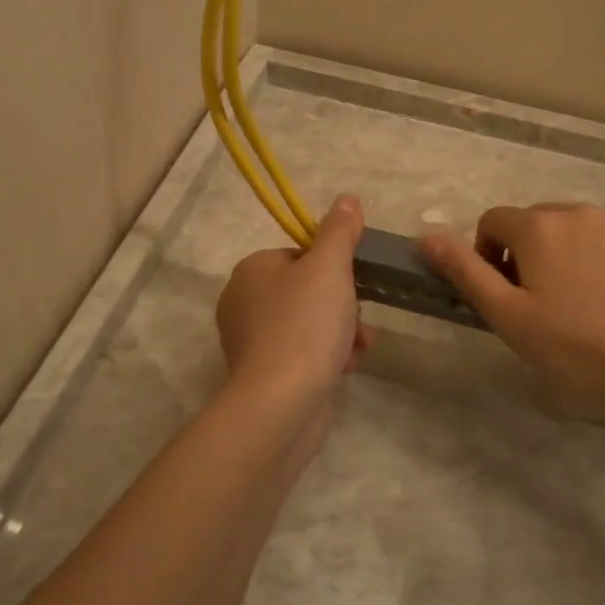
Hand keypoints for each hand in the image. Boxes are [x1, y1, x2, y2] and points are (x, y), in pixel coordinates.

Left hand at [216, 195, 374, 427]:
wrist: (282, 404)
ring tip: (360, 345)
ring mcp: (252, 343)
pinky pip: (304, 354)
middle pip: (307, 290)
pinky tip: (347, 366)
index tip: (354, 280)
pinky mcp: (265, 376)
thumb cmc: (305, 325)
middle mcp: (243, 303)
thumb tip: (347, 199)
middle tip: (359, 316)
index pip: (299, 254)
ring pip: (310, 323)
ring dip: (342, 331)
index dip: (332, 266)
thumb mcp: (329, 267)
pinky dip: (329, 356)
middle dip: (342, 303)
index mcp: (251, 271)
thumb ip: (339, 231)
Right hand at [420, 203, 604, 432]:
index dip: (488, 256)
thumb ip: (464, 270)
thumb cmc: (575, 347)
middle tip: (540, 303)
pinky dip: (602, 258)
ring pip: (574, 229)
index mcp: (538, 226)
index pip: (493, 222)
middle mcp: (577, 211)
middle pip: (534, 223)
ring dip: (565, 253)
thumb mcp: (508, 315)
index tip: (506, 295)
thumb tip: (425, 236)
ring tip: (580, 302)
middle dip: (527, 253)